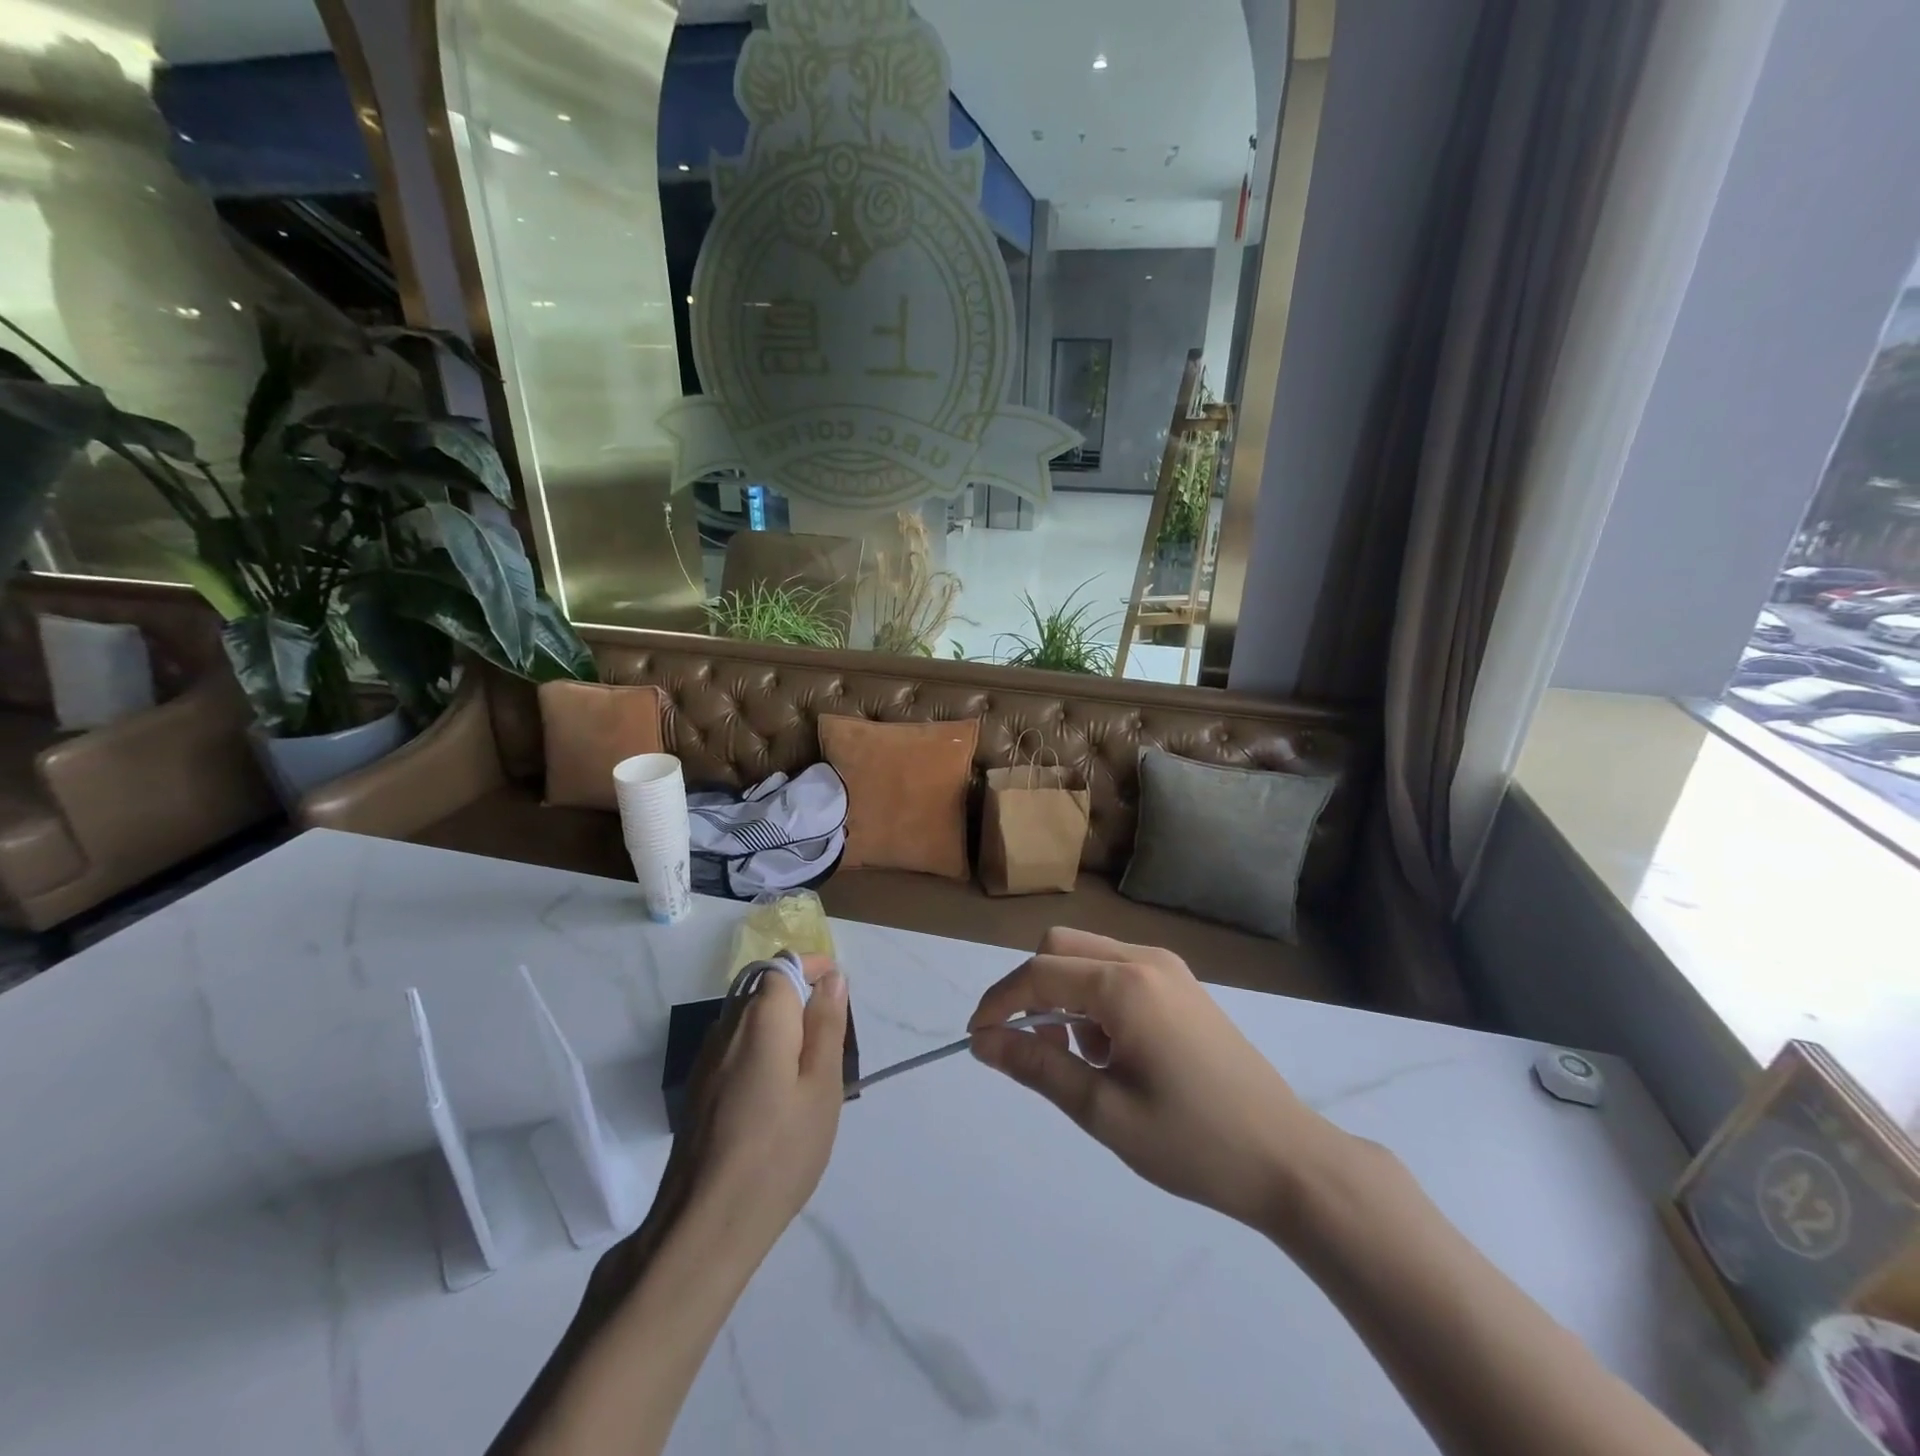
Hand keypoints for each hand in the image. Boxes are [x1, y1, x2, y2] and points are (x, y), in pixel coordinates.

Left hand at [672, 956, 848, 1257]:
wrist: (705, 1224)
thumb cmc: (780, 1151)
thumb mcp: (821, 1086)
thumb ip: (826, 1025)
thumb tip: (832, 977)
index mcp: (761, 1018)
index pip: (783, 965)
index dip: (812, 967)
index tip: (837, 990)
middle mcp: (727, 1026)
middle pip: (762, 988)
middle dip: (797, 996)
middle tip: (829, 1037)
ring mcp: (706, 1059)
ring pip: (746, 1018)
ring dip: (778, 1024)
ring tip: (806, 1068)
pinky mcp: (698, 1089)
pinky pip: (733, 1046)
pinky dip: (758, 1049)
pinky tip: (774, 1093)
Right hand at [968, 928, 1343, 1230]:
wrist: (1288, 1159)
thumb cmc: (1193, 1142)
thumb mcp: (1104, 1111)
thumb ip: (1038, 1067)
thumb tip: (983, 1042)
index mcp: (1125, 984)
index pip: (1039, 974)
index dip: (999, 1002)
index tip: (975, 1039)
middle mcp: (1144, 959)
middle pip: (1060, 948)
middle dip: (1030, 990)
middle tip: (1028, 1048)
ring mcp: (1168, 968)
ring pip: (1088, 956)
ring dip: (1064, 994)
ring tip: (1079, 1059)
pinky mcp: (1182, 985)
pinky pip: (1117, 971)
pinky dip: (1094, 998)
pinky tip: (1113, 1051)